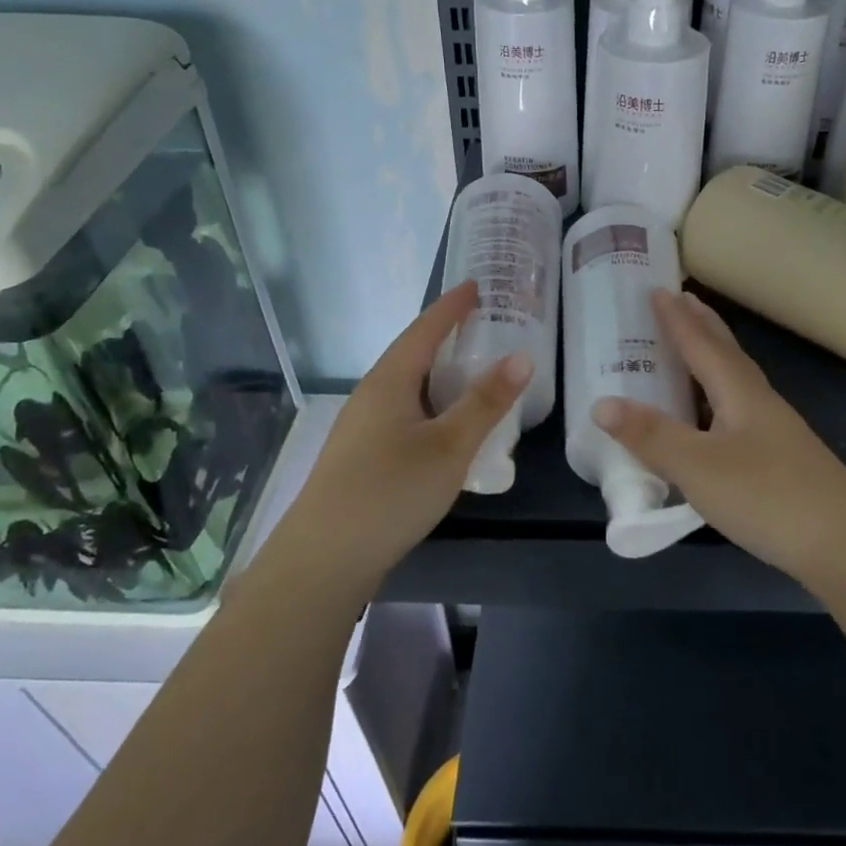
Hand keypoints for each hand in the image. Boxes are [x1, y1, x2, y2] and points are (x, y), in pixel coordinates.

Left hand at [274, 282, 531, 592]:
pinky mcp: (362, 455)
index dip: (451, 306)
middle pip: (412, 354)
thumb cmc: (390, 491)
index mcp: (389, 381)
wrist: (323, 559)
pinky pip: (404, 411)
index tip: (476, 286)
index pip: (424, 329)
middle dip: (446, 336)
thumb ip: (485, 403)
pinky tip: (446, 425)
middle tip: (484, 326)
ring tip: (472, 371)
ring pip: (407, 386)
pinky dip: (431, 403)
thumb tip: (522, 356)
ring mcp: (362, 426)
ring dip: (439, 373)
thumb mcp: (449, 446)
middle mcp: (371, 394)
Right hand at [593, 288, 845, 584]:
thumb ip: (651, 436)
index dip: (677, 319)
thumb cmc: (768, 496)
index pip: (702, 344)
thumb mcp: (699, 467)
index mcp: (739, 392)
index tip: (658, 290)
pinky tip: (712, 417)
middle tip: (680, 300)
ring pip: (736, 380)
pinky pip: (739, 409)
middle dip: (702, 325)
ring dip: (712, 356)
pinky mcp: (780, 458)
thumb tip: (600, 403)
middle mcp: (759, 402)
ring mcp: (775, 431)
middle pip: (727, 353)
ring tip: (692, 348)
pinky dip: (717, 396)